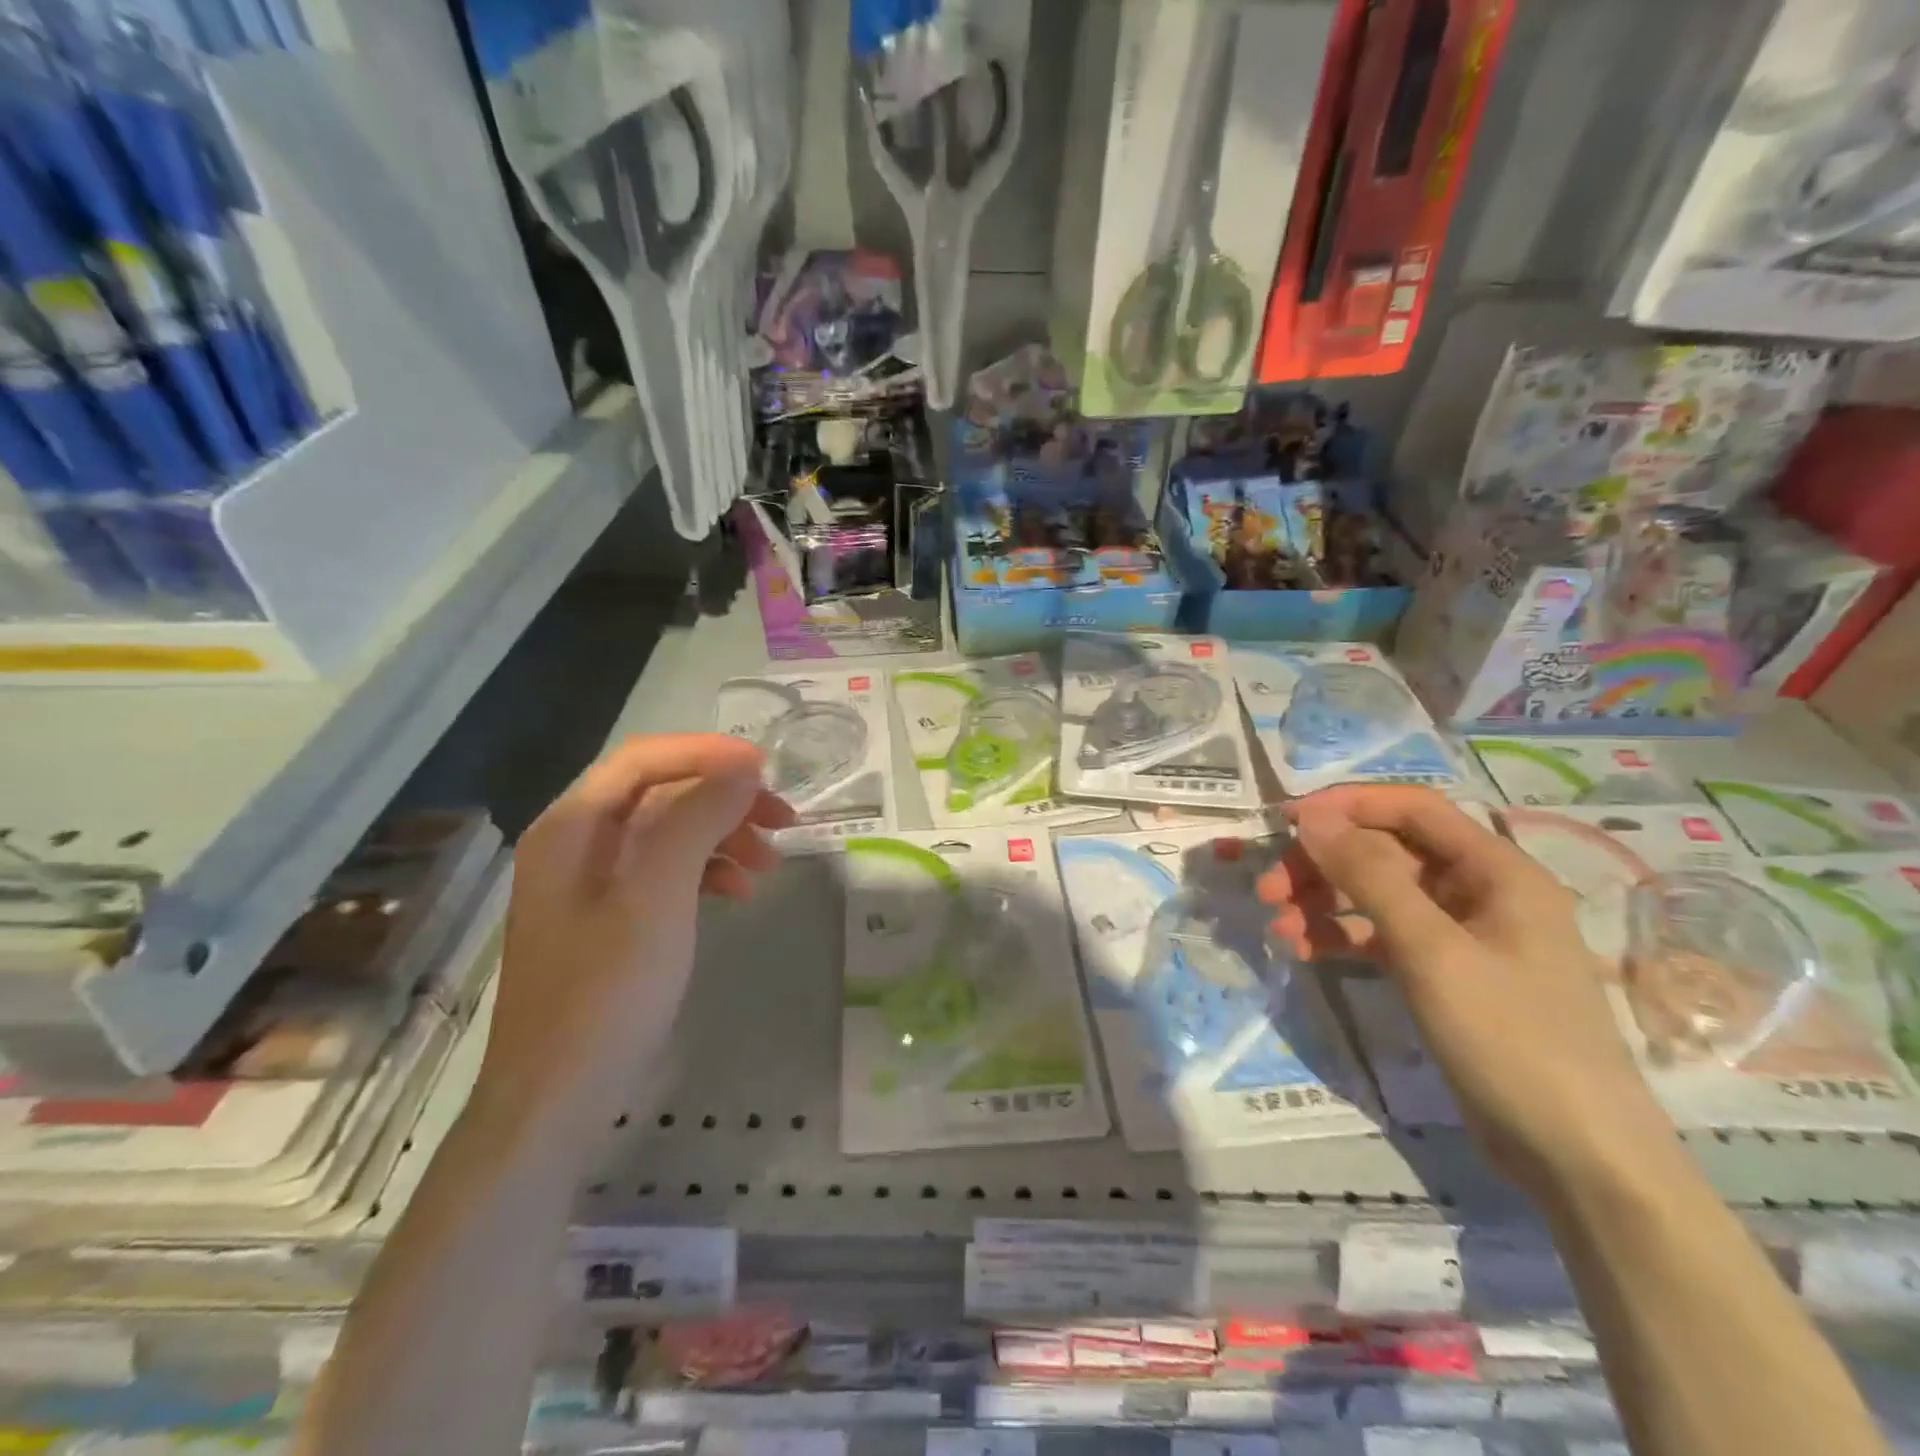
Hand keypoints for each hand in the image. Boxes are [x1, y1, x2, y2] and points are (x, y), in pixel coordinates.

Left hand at [483, 734, 794, 1129]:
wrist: (558, 1100)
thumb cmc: (606, 993)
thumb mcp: (657, 897)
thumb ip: (696, 820)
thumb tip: (740, 769)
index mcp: (572, 828)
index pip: (643, 760)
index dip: (706, 754)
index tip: (766, 768)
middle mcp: (577, 844)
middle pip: (660, 794)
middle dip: (723, 798)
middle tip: (783, 818)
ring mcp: (592, 884)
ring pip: (669, 833)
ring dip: (723, 836)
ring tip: (770, 862)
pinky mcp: (611, 918)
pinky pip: (666, 872)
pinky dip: (707, 872)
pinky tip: (739, 892)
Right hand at [1257, 785, 1674, 1202]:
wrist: (1576, 1157)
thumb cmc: (1511, 1038)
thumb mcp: (1431, 950)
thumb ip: (1369, 876)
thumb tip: (1312, 816)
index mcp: (1496, 871)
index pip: (1412, 808)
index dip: (1347, 805)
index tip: (1285, 820)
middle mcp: (1479, 892)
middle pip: (1387, 852)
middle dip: (1323, 864)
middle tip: (1267, 888)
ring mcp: (1461, 937)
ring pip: (1378, 895)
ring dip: (1323, 902)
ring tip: (1277, 925)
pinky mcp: (1444, 975)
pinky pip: (1382, 936)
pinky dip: (1341, 937)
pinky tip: (1303, 950)